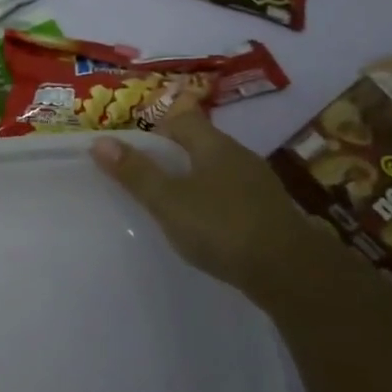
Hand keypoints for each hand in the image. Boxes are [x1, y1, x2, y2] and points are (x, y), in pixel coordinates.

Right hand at [91, 109, 338, 301]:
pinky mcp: (270, 213)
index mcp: (214, 145)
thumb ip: (135, 173)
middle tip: (145, 176)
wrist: (291, 273)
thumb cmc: (221, 227)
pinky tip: (205, 226)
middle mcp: (239, 156)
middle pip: (200, 143)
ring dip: (194, 180)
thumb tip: (100, 141)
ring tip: (170, 203)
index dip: (157, 127)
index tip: (135, 148)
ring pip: (217, 170)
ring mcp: (259, 185)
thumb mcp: (168, 201)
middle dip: (173, 155)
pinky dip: (214, 202)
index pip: (183, 119)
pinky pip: (232, 195)